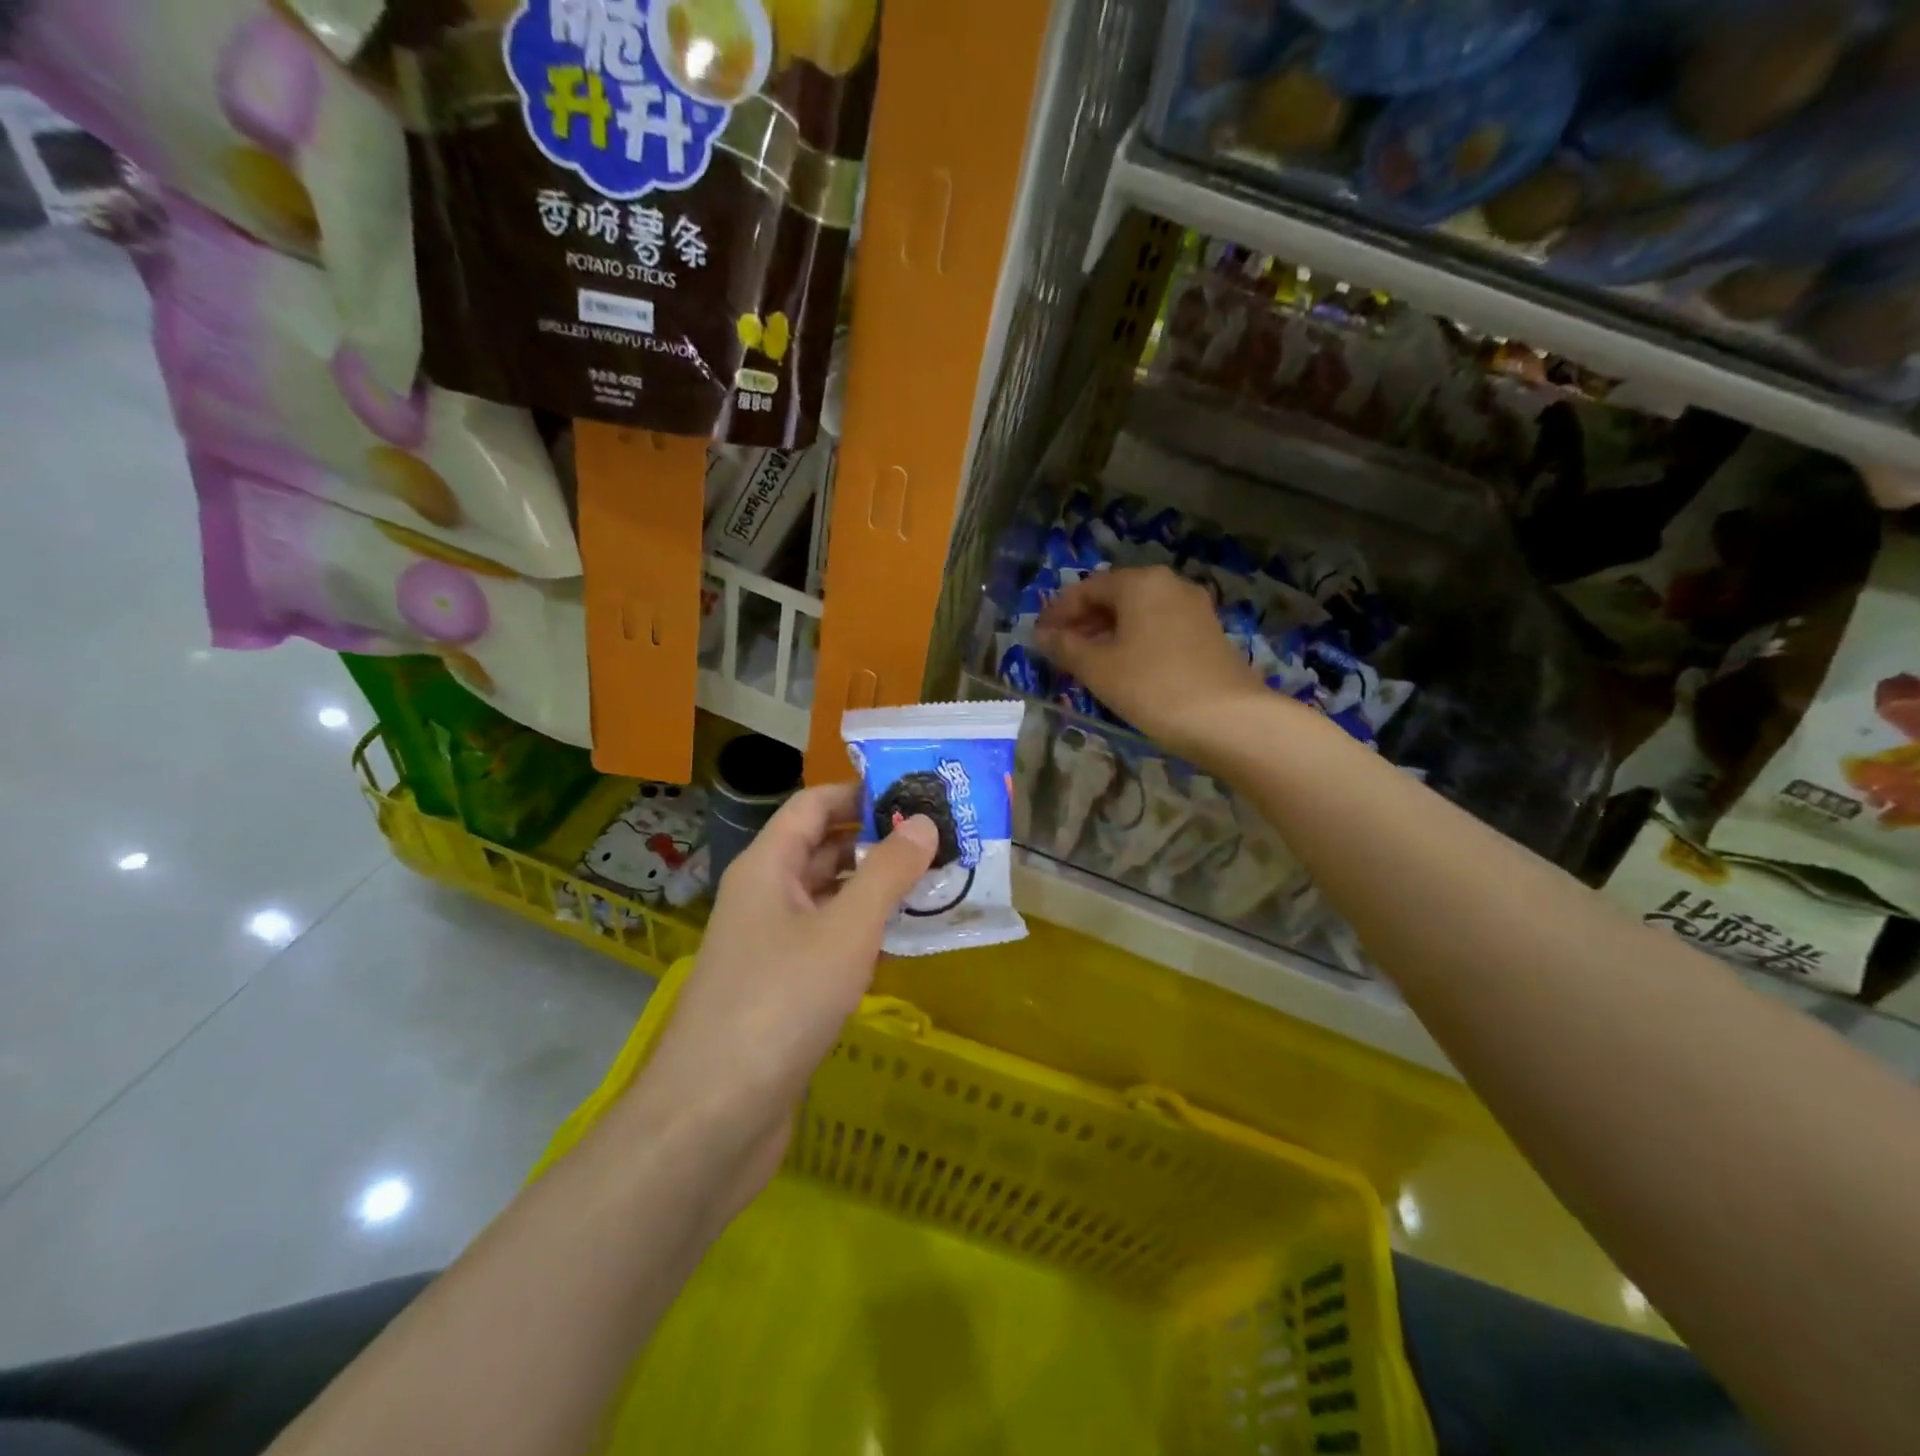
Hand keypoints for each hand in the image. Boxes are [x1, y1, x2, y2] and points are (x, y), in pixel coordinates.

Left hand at [625, 783, 937, 1215]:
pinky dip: (865, 934)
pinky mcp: (782, 990)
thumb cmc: (779, 1004)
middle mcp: (765, 897)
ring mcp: (771, 946)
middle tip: (941, 838)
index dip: (861, 792)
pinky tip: (906, 942)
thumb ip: (887, 873)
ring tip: (938, 883)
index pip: (813, 805)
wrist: (712, 1118)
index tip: (917, 792)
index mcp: (767, 867)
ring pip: (830, 899)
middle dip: (878, 841)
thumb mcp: (845, 930)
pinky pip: (829, 943)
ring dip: (877, 889)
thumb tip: (923, 822)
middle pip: (823, 849)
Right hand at [1037, 566, 1267, 757]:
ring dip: (1107, 634)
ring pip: (1138, 614)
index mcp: (1140, 582)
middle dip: (1083, 622)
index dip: (1057, 612)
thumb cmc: (1152, 687)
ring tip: (1085, 663)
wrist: (1228, 720)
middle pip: (1114, 597)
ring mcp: (1194, 609)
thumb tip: (1042, 635)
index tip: (1038, 636)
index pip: (1087, 588)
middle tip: (1058, 650)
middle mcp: (1169, 585)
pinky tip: (1122, 669)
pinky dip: (1133, 642)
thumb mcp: (1098, 668)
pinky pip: (1158, 628)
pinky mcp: (1208, 634)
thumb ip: (1065, 647)